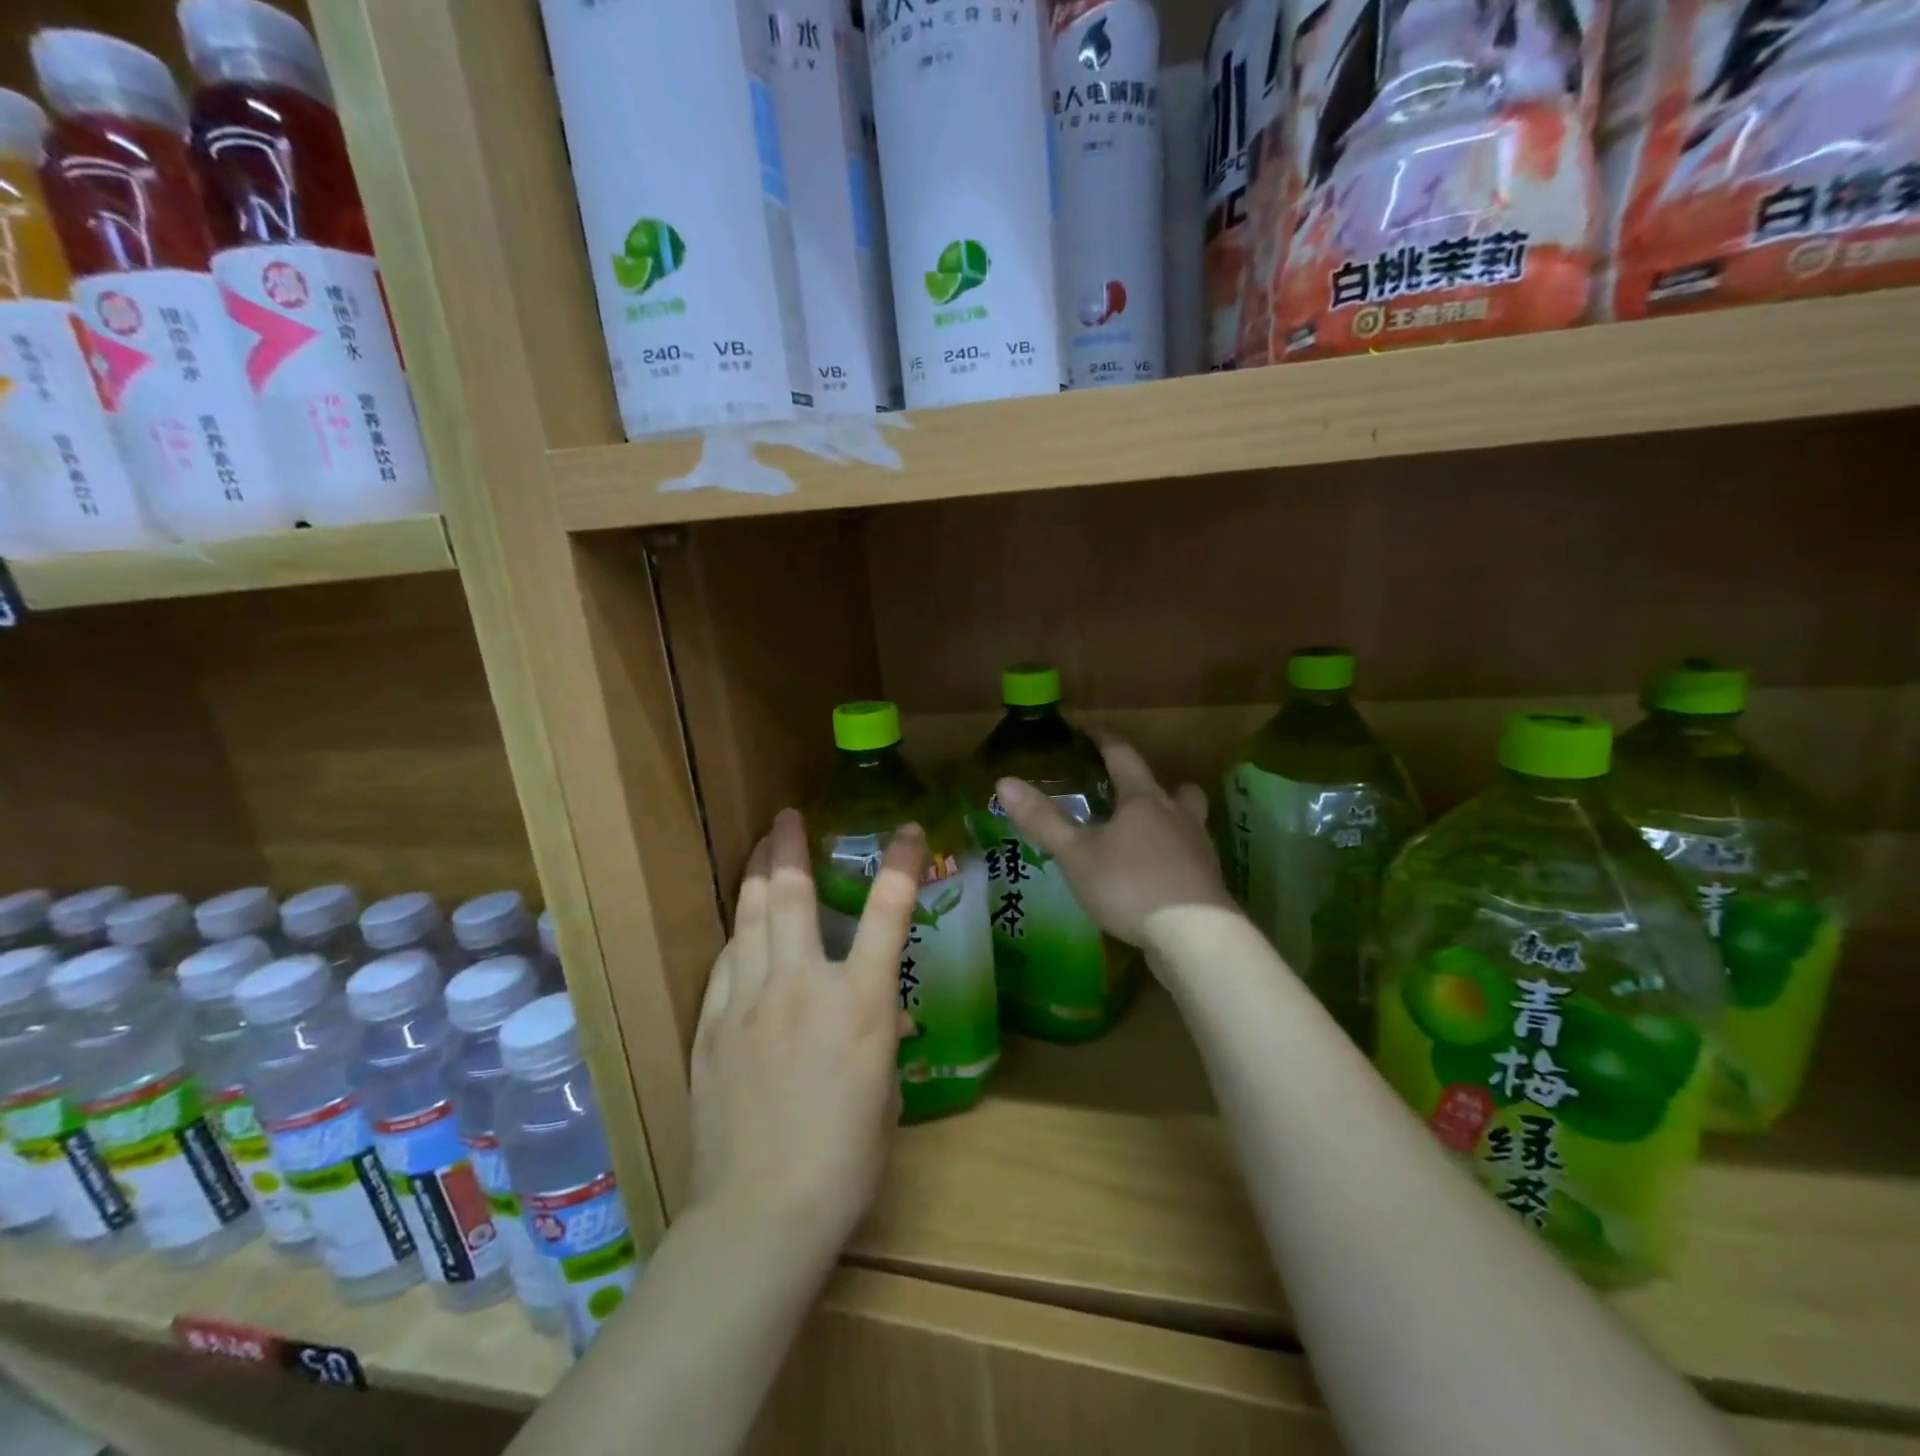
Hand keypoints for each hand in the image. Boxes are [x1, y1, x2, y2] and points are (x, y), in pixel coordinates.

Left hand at [688, 808, 924, 1255]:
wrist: (760, 1214)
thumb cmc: (844, 1161)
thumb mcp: (884, 1094)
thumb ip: (879, 1039)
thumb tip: (878, 1016)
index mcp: (860, 1001)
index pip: (888, 911)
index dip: (899, 863)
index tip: (905, 830)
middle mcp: (802, 985)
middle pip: (792, 895)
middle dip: (790, 846)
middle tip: (786, 817)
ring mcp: (748, 1001)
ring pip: (750, 919)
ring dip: (758, 877)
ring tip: (761, 850)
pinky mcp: (712, 1027)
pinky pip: (725, 964)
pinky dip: (738, 938)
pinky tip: (740, 931)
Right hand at [996, 735, 1236, 946]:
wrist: (1194, 937)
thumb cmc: (1130, 886)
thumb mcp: (1076, 854)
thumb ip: (1042, 819)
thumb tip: (1004, 782)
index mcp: (1143, 801)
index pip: (1123, 756)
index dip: (1104, 740)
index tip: (1088, 729)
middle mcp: (1177, 816)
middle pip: (1173, 786)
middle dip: (1150, 784)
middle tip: (1127, 792)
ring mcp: (1198, 849)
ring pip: (1189, 820)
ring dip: (1170, 819)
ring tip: (1144, 837)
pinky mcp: (1208, 882)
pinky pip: (1190, 856)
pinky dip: (1174, 856)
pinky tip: (1157, 876)